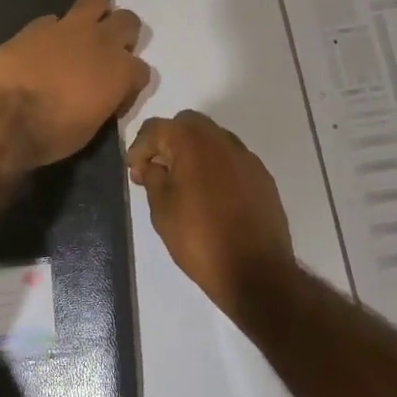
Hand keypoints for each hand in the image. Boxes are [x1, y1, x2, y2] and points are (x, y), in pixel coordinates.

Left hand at [0, 0, 150, 166]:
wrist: (2, 117)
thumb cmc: (51, 134)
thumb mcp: (90, 128)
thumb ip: (103, 101)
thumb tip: (99, 95)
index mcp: (120, 72)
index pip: (142, 70)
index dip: (129, 84)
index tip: (114, 97)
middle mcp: (100, 42)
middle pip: (128, 22)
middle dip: (122, 36)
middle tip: (106, 55)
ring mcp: (68, 28)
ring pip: (95, 2)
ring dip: (95, 15)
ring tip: (82, 35)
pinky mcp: (36, 26)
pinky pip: (53, 19)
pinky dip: (53, 31)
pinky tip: (42, 48)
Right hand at [126, 111, 295, 316]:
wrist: (255, 271)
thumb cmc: (199, 239)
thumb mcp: (162, 209)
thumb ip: (153, 178)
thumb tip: (152, 165)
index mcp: (193, 142)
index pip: (156, 128)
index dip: (139, 147)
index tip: (134, 171)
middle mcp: (222, 140)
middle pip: (187, 125)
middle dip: (168, 142)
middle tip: (157, 171)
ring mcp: (246, 157)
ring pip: (212, 140)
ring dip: (194, 153)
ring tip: (183, 185)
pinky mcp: (262, 177)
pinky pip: (231, 160)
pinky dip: (215, 168)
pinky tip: (210, 197)